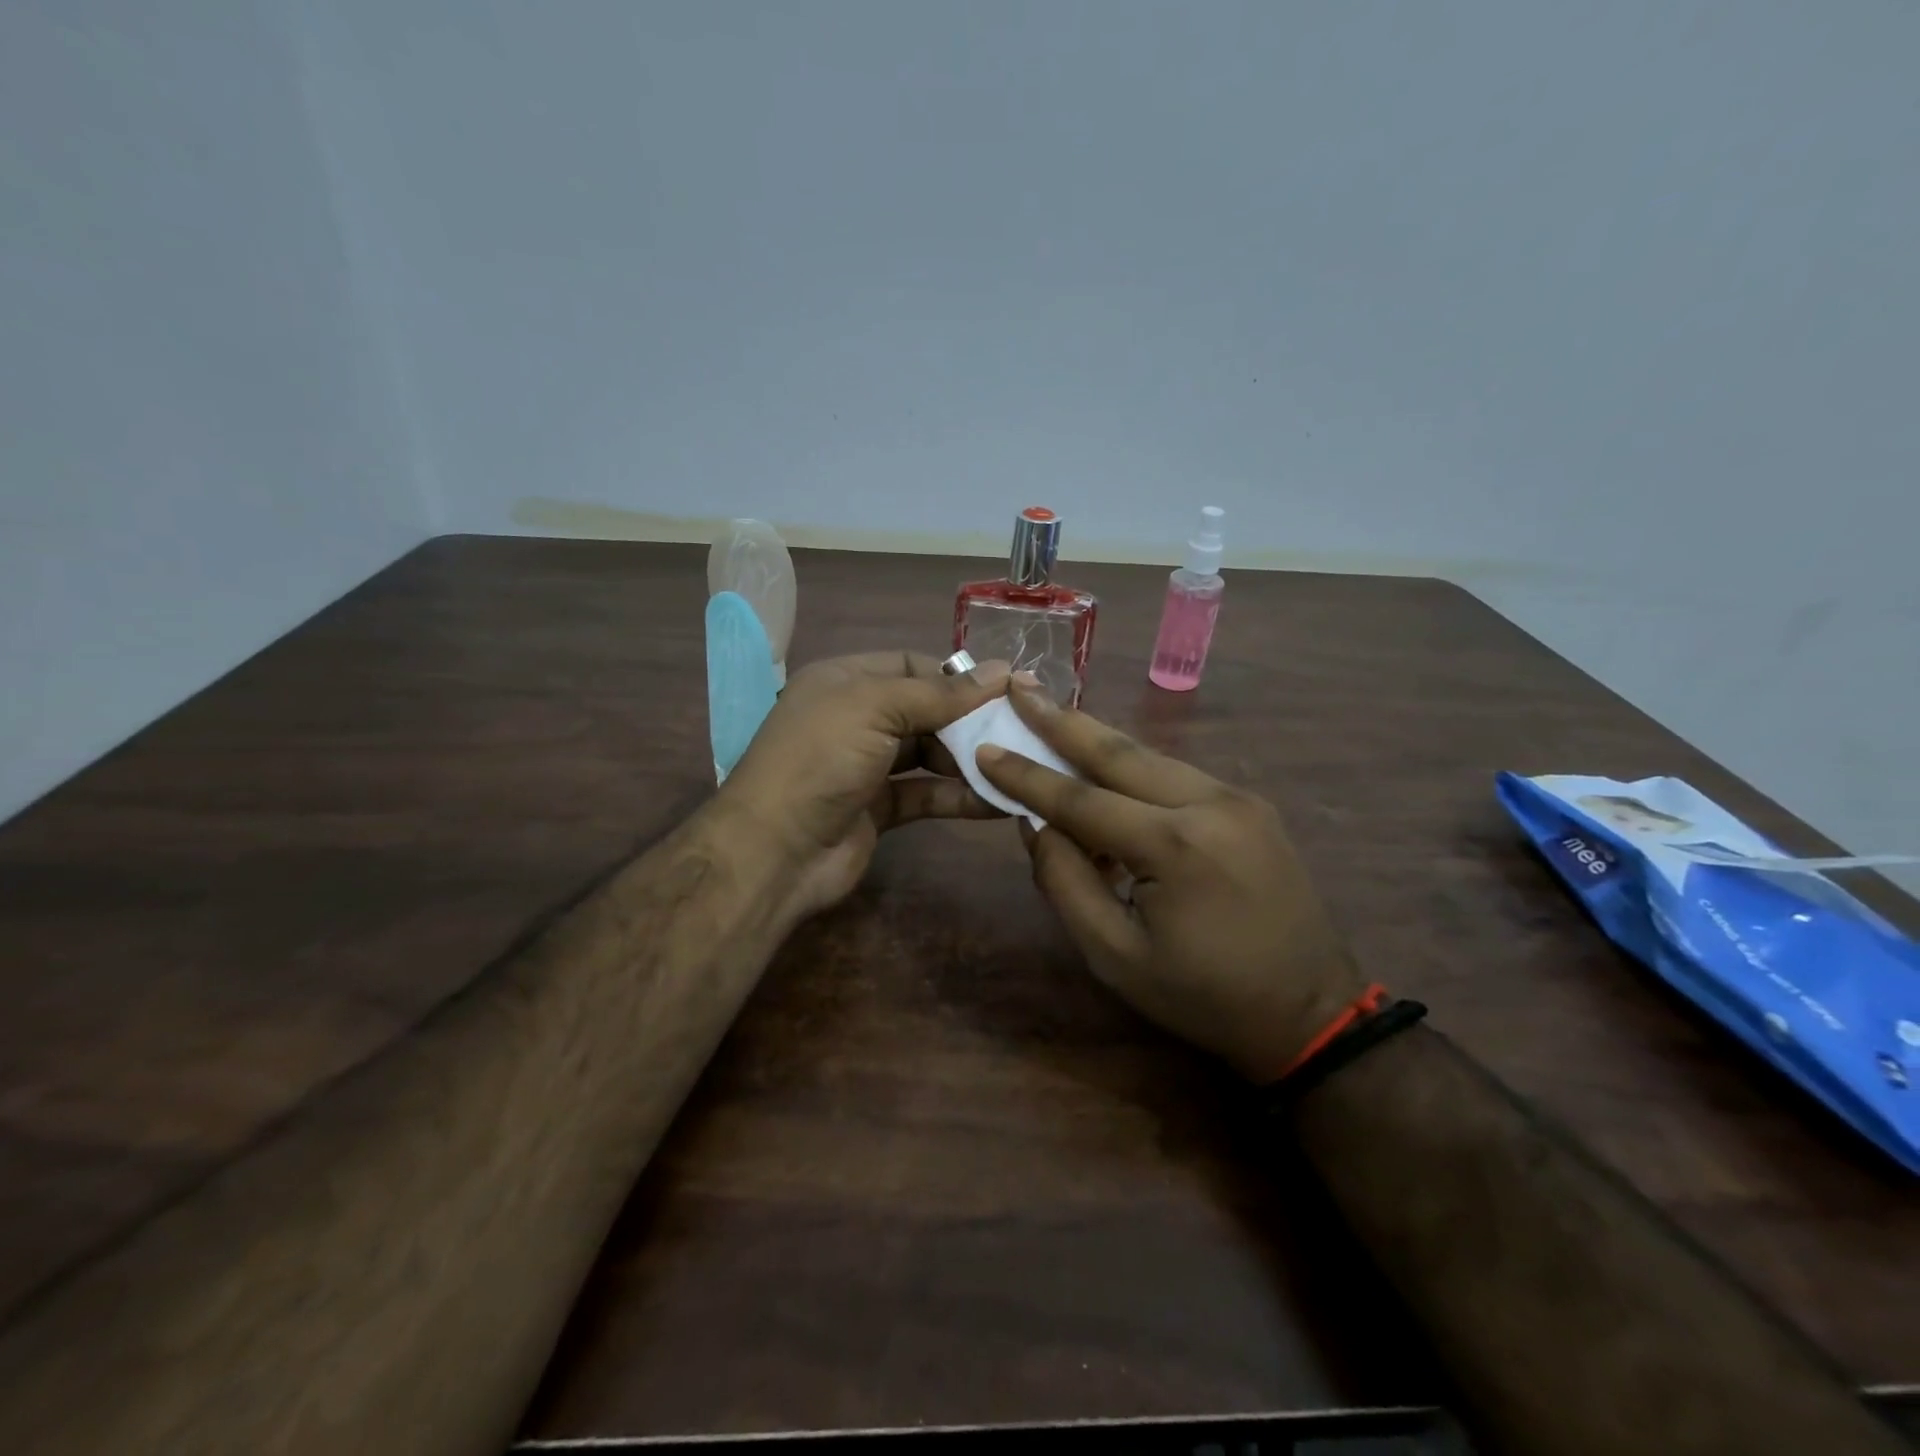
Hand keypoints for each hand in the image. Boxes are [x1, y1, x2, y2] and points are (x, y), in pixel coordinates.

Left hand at [716, 651, 1008, 919]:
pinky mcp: (879, 809)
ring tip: (1015, 763)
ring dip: (969, 759)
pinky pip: (926, 794)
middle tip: (1018, 729)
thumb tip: (1001, 671)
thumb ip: (940, 693)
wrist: (775, 851)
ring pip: (928, 754)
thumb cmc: (821, 759)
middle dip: (968, 719)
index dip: (955, 675)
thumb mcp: (876, 708)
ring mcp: (866, 766)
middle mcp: (855, 719)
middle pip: (923, 710)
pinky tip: (998, 801)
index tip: (1004, 688)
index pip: (909, 665)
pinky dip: (959, 796)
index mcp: (845, 681)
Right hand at [977, 681, 1363, 1082]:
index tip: (985, 749)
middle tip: (1019, 687)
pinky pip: (1176, 775)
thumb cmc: (1202, 996)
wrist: (1310, 1011)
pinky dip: (1133, 768)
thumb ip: (1066, 883)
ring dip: (1096, 739)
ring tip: (1051, 715)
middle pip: (1118, 752)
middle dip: (1061, 720)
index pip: (1080, 799)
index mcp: (1174, 847)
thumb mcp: (1114, 956)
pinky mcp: (1251, 805)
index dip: (1026, 775)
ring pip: (1149, 756)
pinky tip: (1104, 767)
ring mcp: (1237, 798)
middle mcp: (1209, 804)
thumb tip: (1035, 823)